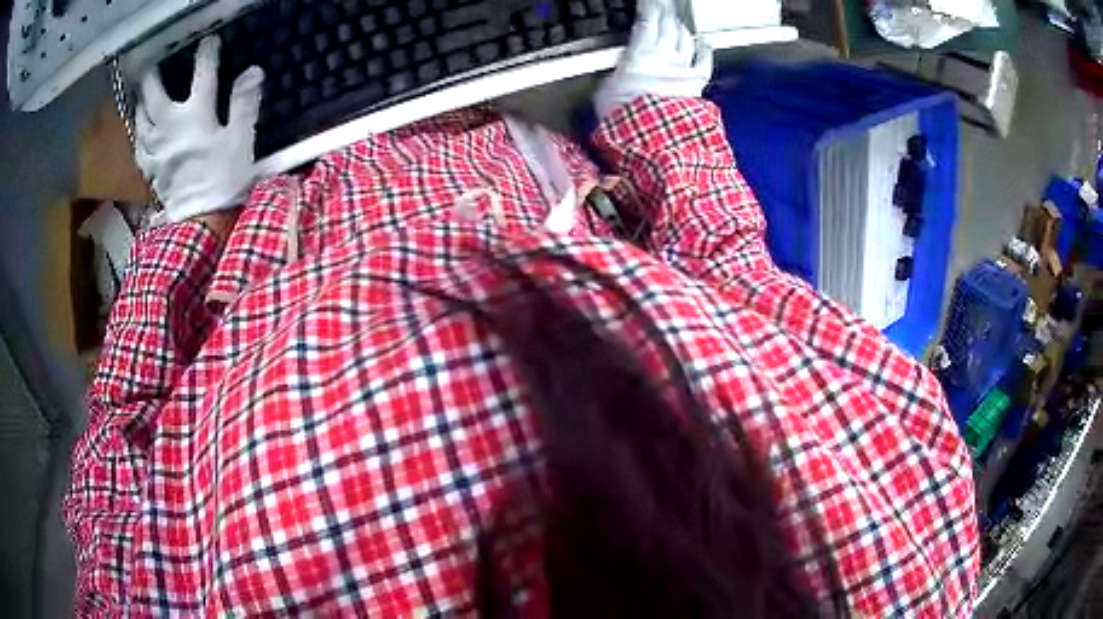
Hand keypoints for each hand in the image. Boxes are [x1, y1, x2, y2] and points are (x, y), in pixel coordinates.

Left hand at [135, 36, 264, 223]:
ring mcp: (156, 149)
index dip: (206, 54)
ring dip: (141, 105)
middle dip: (153, 78)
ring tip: (142, 97)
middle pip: (155, 95)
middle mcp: (169, 126)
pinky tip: (141, 132)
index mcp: (196, 114)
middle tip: (152, 67)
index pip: (202, 74)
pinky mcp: (150, 170)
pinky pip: (139, 147)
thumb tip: (252, 70)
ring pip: (141, 120)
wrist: (202, 222)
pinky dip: (139, 135)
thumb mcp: (241, 138)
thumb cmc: (224, 179)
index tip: (209, 41)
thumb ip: (244, 102)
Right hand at [593, 3, 713, 120]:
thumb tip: (613, 75)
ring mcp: (682, 68)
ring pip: (685, 38)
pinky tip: (703, 42)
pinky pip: (704, 61)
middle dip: (666, 14)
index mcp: (639, 53)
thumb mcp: (605, 90)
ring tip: (677, 22)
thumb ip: (614, 74)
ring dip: (681, 28)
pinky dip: (704, 49)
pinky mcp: (696, 83)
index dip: (649, 8)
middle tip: (663, 8)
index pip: (647, 21)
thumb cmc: (625, 115)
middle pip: (668, 25)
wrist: (650, 137)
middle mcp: (664, 55)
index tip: (648, 3)